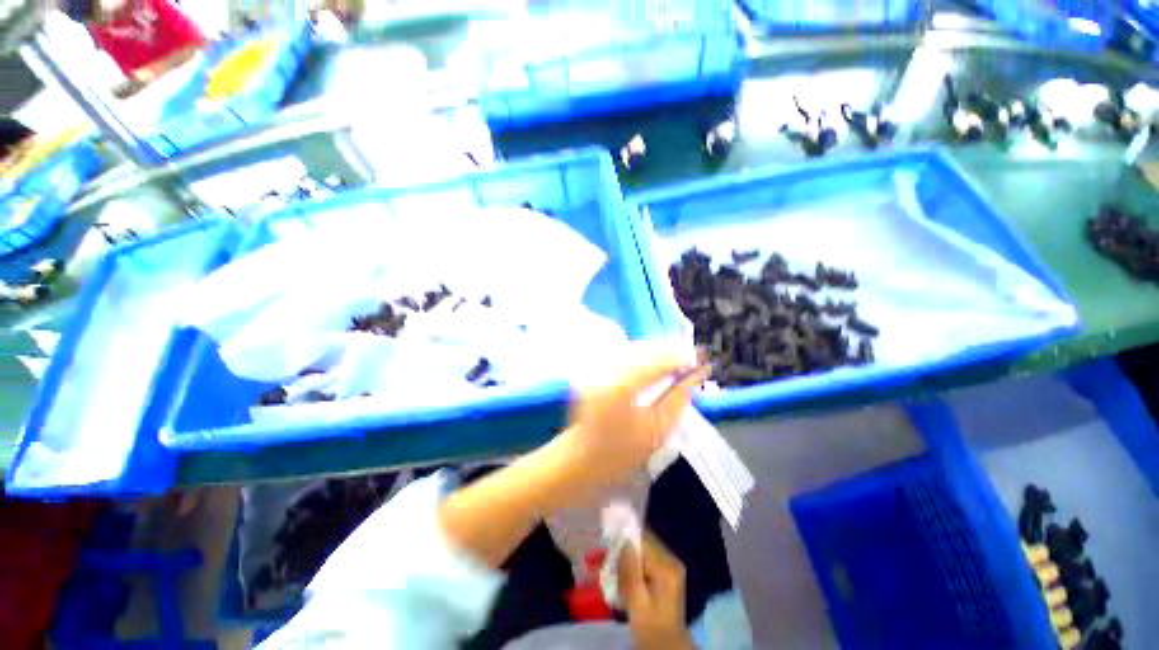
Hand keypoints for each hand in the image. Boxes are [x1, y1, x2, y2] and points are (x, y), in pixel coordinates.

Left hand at [560, 343, 707, 488]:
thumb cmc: (621, 453)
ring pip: (632, 348)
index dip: (679, 357)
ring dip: (655, 351)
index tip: (700, 359)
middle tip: (691, 358)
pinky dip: (641, 354)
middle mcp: (605, 370)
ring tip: (675, 360)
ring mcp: (595, 367)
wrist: (582, 457)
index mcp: (620, 388)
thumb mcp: (657, 432)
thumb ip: (678, 400)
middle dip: (669, 351)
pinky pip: (621, 354)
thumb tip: (694, 376)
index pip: (655, 362)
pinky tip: (653, 362)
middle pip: (643, 349)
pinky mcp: (592, 368)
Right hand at [618, 532, 695, 649]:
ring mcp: (670, 567)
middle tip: (608, 562)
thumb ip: (630, 571)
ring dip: (628, 560)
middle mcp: (671, 560)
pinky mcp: (666, 575)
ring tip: (615, 573)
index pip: (643, 540)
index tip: (608, 548)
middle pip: (644, 544)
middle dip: (625, 550)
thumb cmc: (651, 628)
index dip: (624, 541)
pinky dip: (635, 567)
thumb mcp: (637, 602)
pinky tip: (626, 580)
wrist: (668, 647)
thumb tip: (624, 542)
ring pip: (644, 552)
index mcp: (667, 566)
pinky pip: (647, 561)